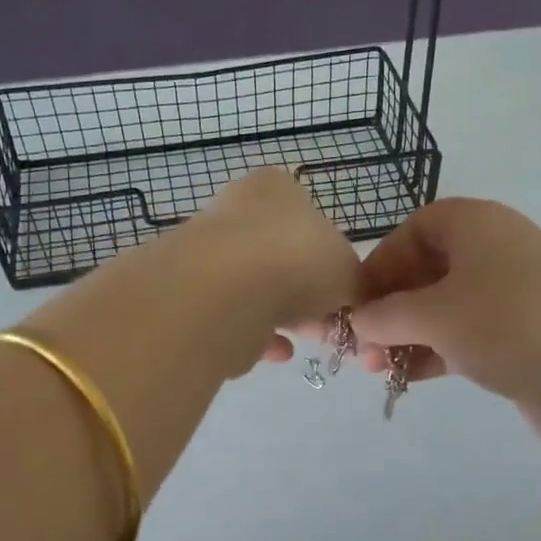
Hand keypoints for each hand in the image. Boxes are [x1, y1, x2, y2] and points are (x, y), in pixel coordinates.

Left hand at [186, 167, 362, 368]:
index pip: (310, 221)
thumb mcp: (349, 271)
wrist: (224, 292)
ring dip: (282, 315)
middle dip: (306, 295)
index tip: (342, 296)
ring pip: (255, 287)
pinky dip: (254, 332)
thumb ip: (352, 282)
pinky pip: (231, 314)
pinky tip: (275, 351)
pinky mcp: (188, 291)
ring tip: (303, 340)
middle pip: (282, 257)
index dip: (331, 263)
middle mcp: (236, 209)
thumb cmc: (298, 262)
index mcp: (277, 188)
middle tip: (325, 326)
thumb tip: (345, 297)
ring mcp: (207, 250)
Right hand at [349, 199, 540, 459]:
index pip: (416, 229)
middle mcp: (494, 250)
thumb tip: (356, 323)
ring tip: (374, 370)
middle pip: (426, 271)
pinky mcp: (518, 332)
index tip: (359, 300)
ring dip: (405, 335)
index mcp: (477, 224)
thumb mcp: (433, 316)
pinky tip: (405, 378)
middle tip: (360, 345)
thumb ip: (384, 316)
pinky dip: (433, 350)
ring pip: (442, 307)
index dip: (382, 261)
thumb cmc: (504, 326)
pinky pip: (463, 333)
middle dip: (388, 309)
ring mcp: (509, 293)